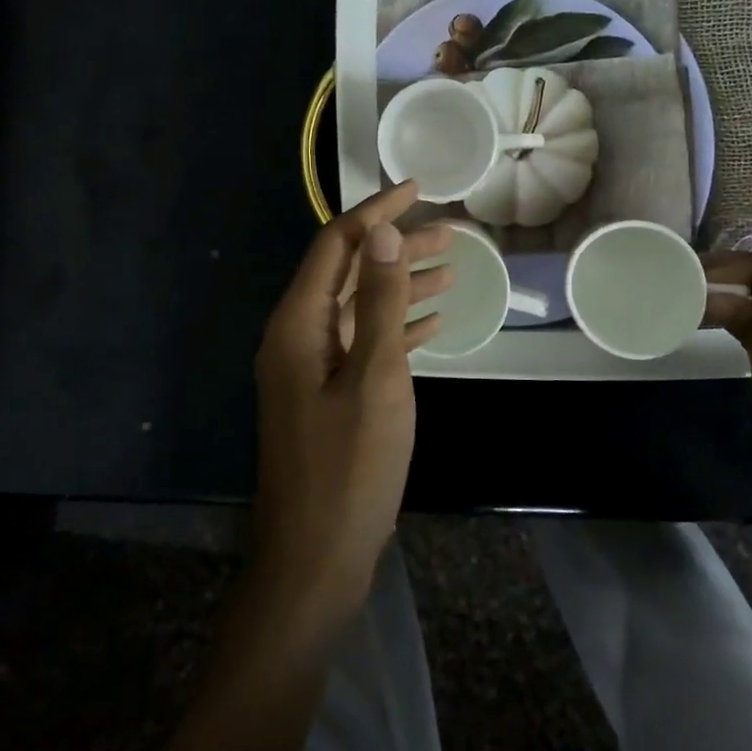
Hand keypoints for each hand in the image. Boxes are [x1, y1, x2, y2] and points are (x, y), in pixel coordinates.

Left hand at [251, 182, 451, 632]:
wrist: (316, 559)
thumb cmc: (349, 467)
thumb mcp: (375, 377)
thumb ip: (381, 303)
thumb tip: (382, 235)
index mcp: (298, 325)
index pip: (337, 246)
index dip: (376, 214)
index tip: (416, 190)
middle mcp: (297, 336)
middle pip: (350, 273)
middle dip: (398, 248)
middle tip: (452, 233)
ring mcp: (311, 368)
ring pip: (360, 307)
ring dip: (402, 286)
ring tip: (453, 268)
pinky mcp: (327, 395)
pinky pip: (363, 343)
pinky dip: (396, 327)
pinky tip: (433, 322)